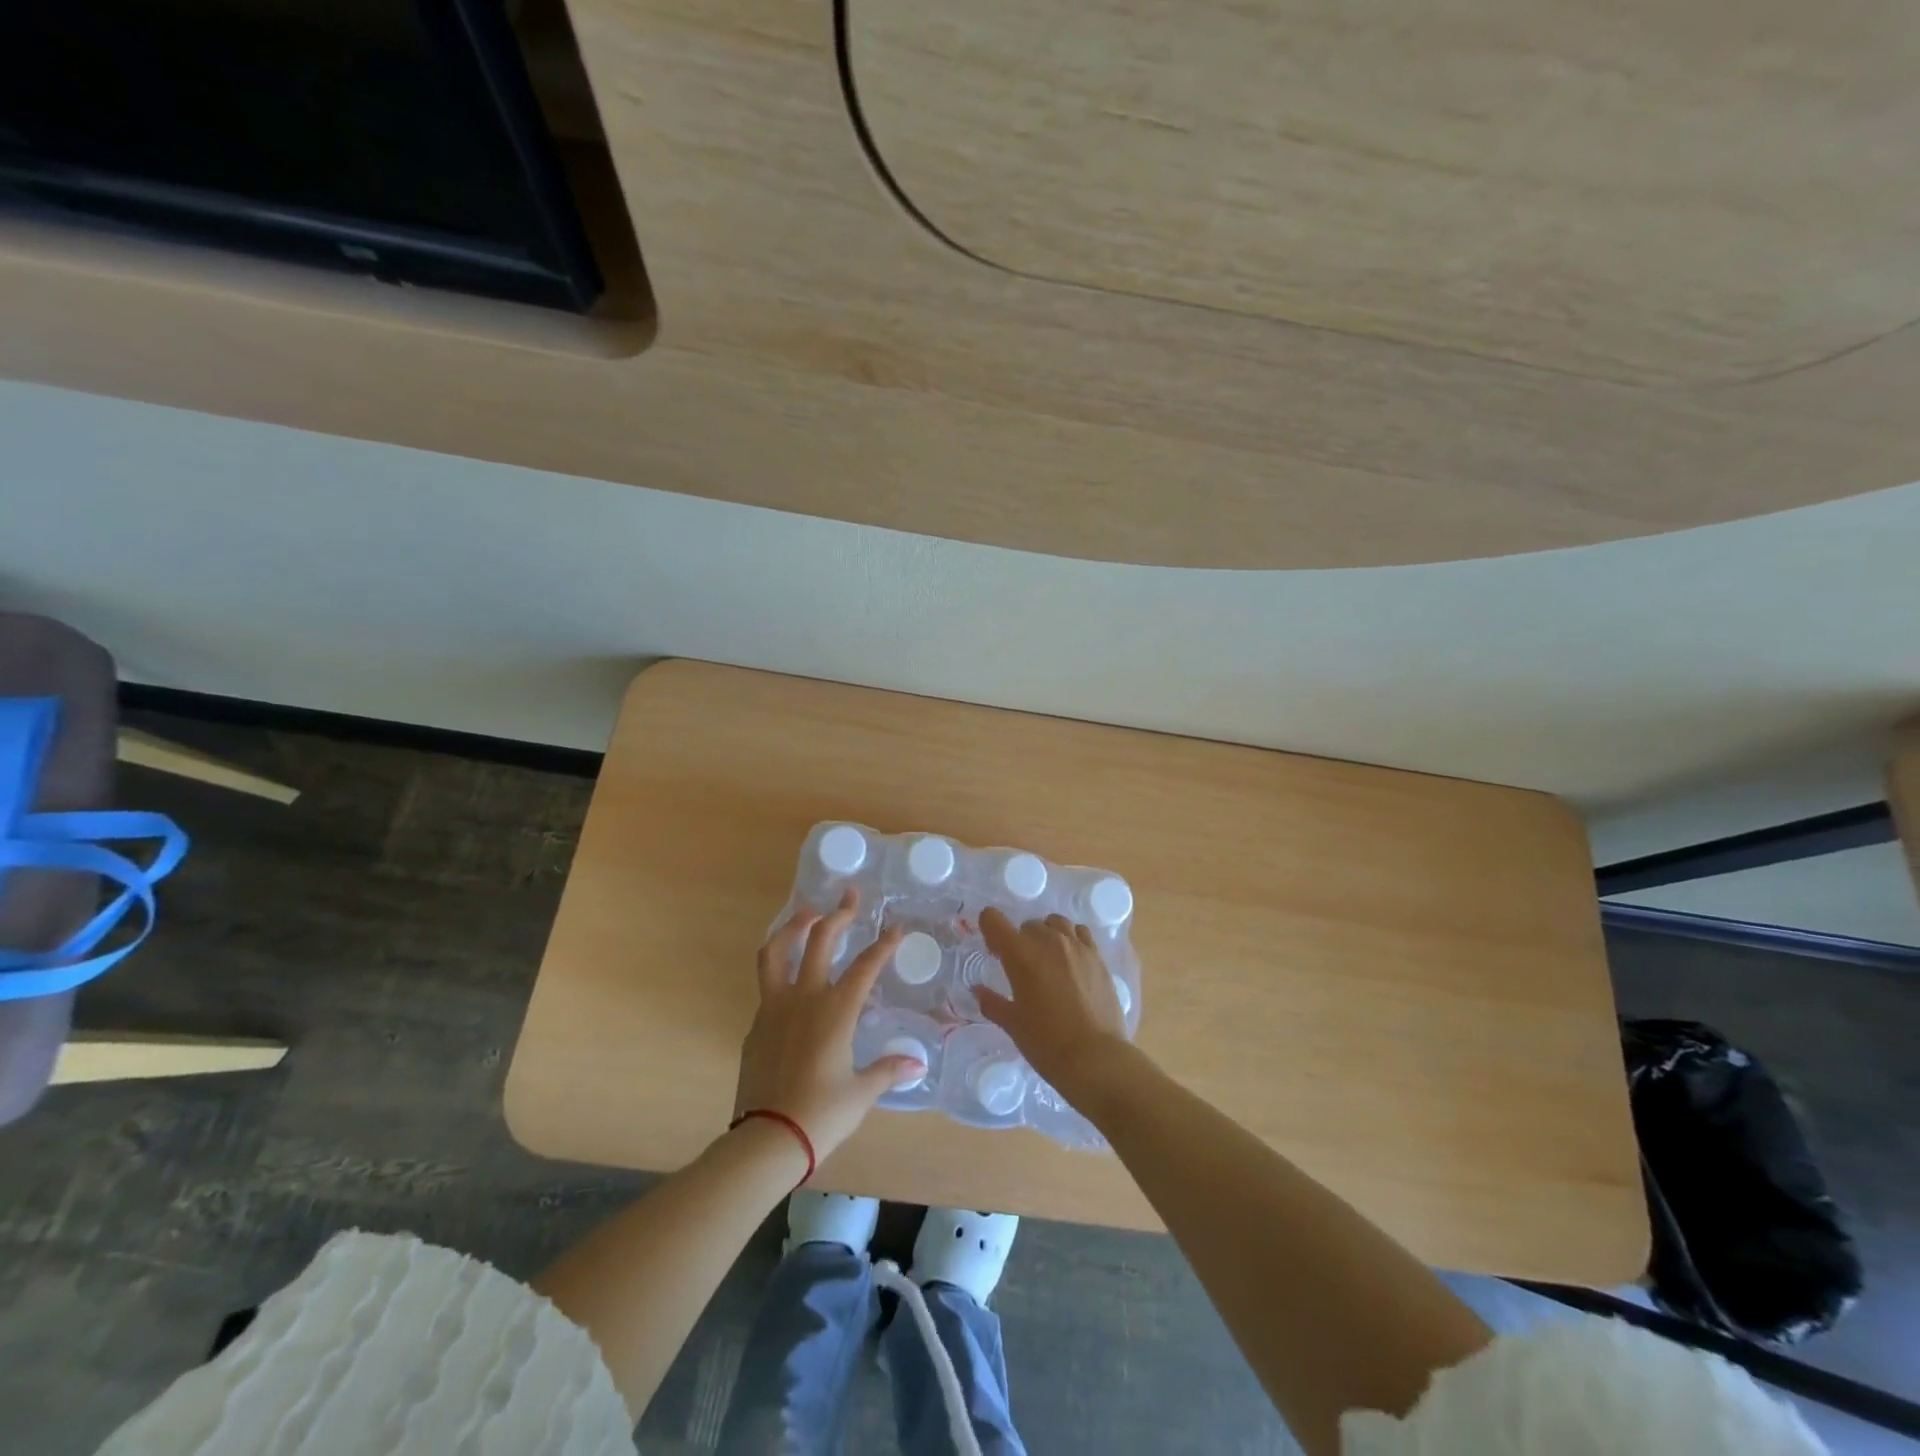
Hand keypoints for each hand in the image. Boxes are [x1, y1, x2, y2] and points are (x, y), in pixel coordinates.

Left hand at [734, 889, 924, 1161]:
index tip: (896, 928)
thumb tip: (916, 1064)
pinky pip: (767, 985)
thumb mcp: (860, 1093)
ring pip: (777, 952)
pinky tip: (791, 980)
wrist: (767, 1138)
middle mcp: (804, 998)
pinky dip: (780, 969)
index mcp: (836, 1011)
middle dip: (838, 914)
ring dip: (793, 927)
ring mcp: (774, 1008)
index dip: (884, 945)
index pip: (866, 966)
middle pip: (821, 941)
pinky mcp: (756, 1025)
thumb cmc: (821, 1114)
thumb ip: (887, 1071)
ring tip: (807, 914)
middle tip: (849, 895)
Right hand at [976, 908, 1130, 1103]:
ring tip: (1049, 961)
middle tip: (1022, 969)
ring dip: (1047, 936)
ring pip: (1055, 923)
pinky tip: (1072, 961)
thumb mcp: (1012, 1024)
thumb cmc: (1046, 1043)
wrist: (1095, 1058)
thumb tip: (978, 990)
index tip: (994, 952)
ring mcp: (1076, 946)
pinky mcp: (1097, 956)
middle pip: (1027, 924)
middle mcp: (1048, 941)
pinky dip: (1072, 939)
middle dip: (1020, 941)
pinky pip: (1080, 932)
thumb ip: (992, 1002)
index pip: (993, 919)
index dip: (989, 930)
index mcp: (1020, 954)